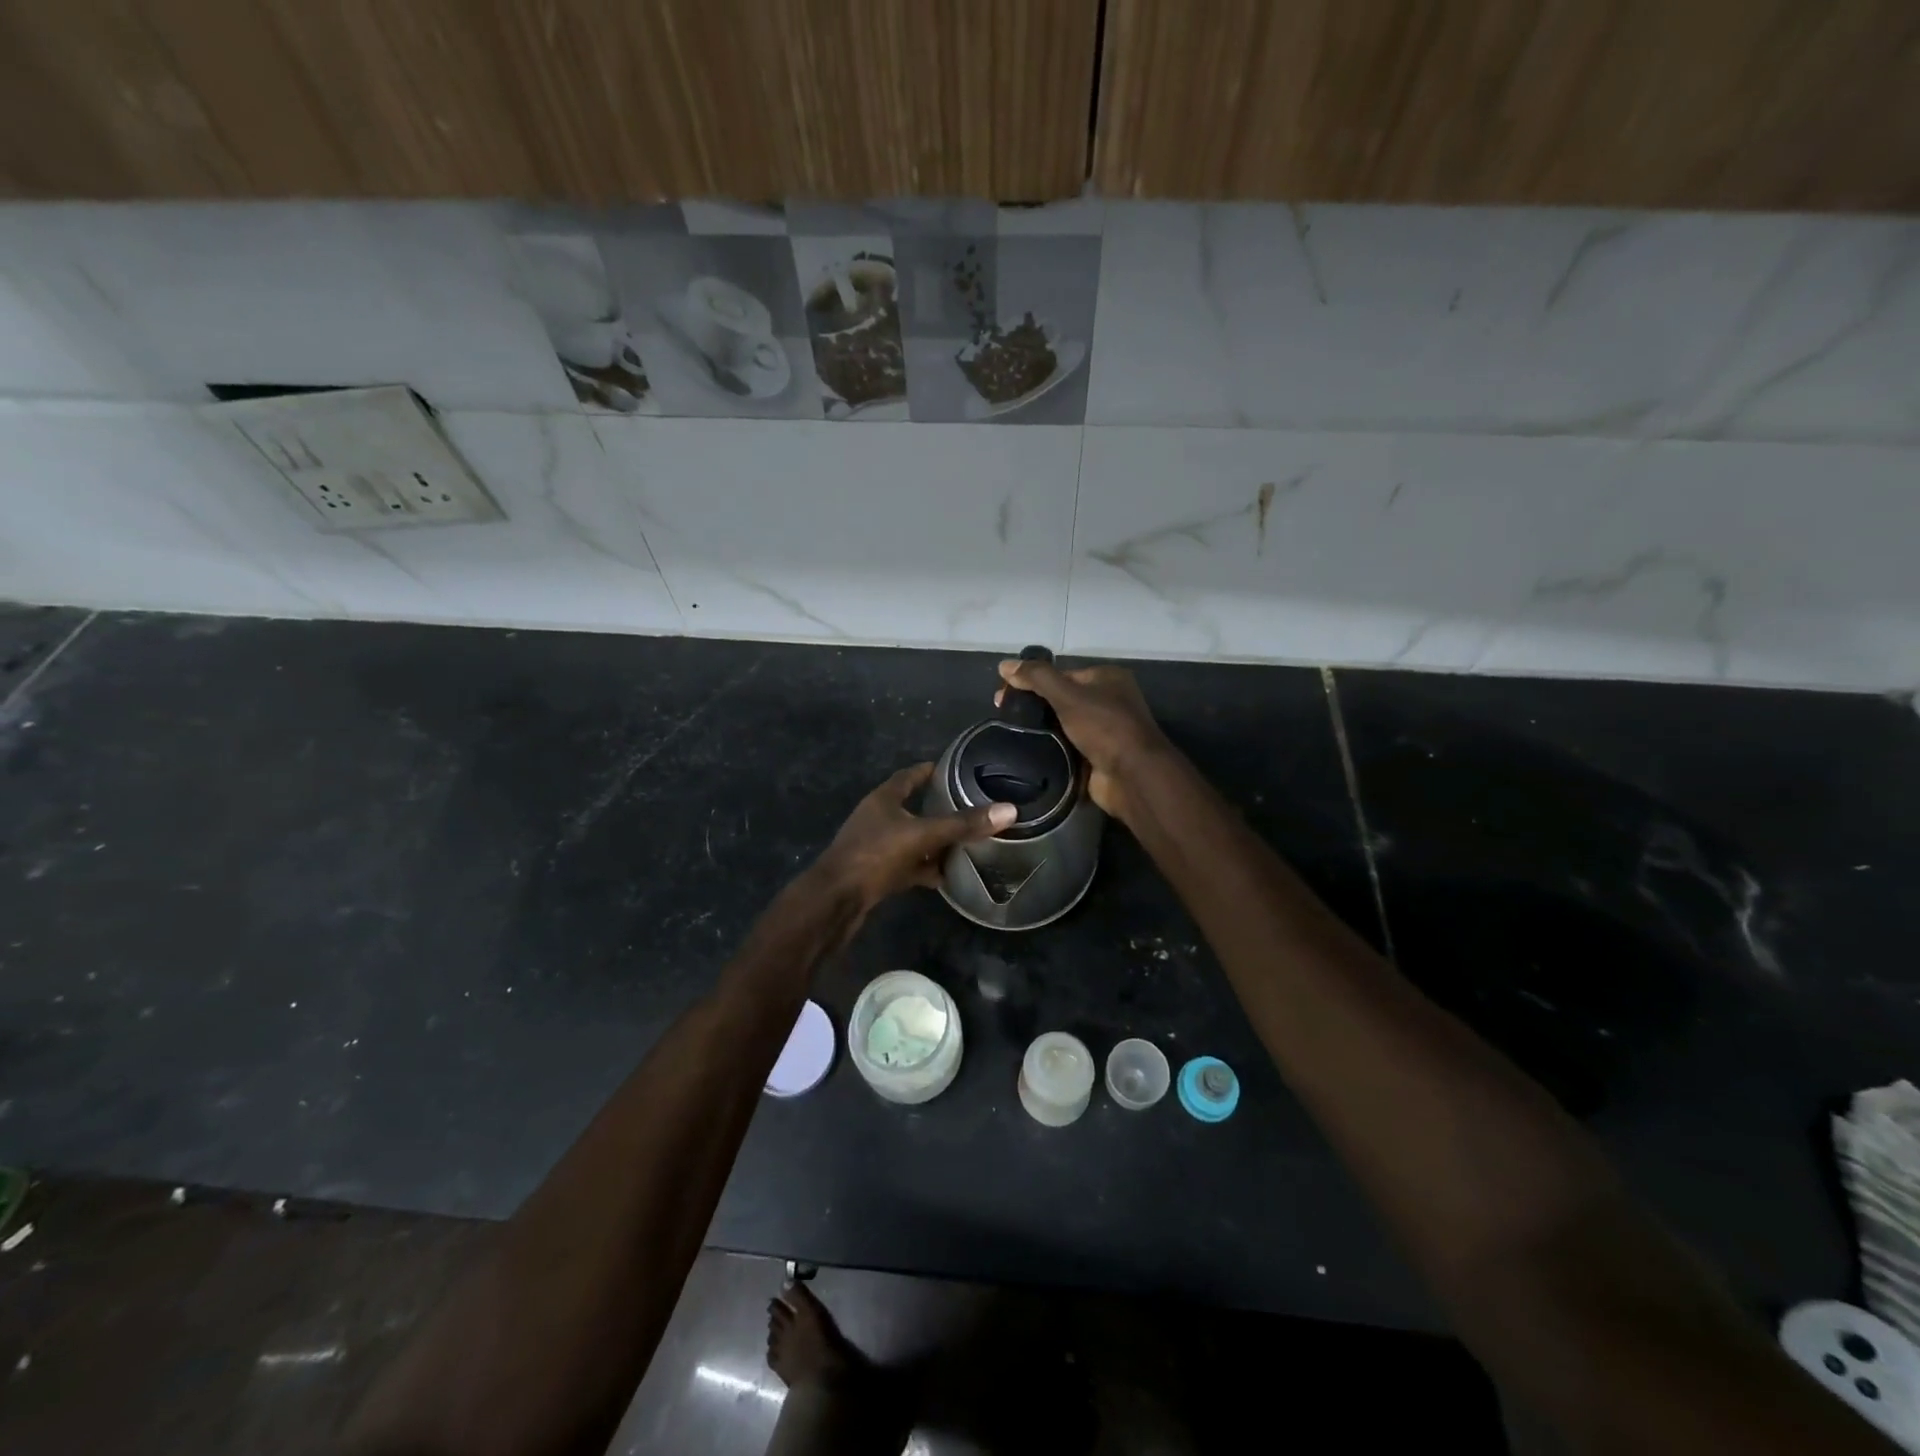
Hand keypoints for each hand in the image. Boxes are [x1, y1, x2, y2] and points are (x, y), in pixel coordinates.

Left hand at [814, 762, 1013, 910]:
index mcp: (883, 799)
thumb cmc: (874, 855)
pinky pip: (907, 866)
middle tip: (969, 807)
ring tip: (965, 843)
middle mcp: (878, 819)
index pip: (909, 776)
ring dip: (933, 842)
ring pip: (911, 840)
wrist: (836, 900)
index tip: (953, 768)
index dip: (929, 770)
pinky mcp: (876, 874)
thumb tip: (1009, 810)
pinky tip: (945, 877)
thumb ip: (963, 824)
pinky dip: (924, 869)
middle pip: (912, 808)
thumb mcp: (922, 835)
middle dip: (938, 809)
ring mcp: (875, 848)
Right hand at [996, 658, 1169, 819]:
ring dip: (1040, 729)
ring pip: (1062, 724)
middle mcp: (1107, 700)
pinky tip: (1027, 752)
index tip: (1002, 696)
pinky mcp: (1097, 756)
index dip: (1030, 681)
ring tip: (1009, 734)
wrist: (1132, 776)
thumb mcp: (1068, 695)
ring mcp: (1103, 730)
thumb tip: (1004, 664)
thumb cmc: (1104, 727)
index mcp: (1106, 678)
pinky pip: (1067, 747)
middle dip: (1032, 705)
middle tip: (1003, 715)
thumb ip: (1037, 678)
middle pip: (1060, 698)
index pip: (1060, 674)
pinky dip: (1050, 748)